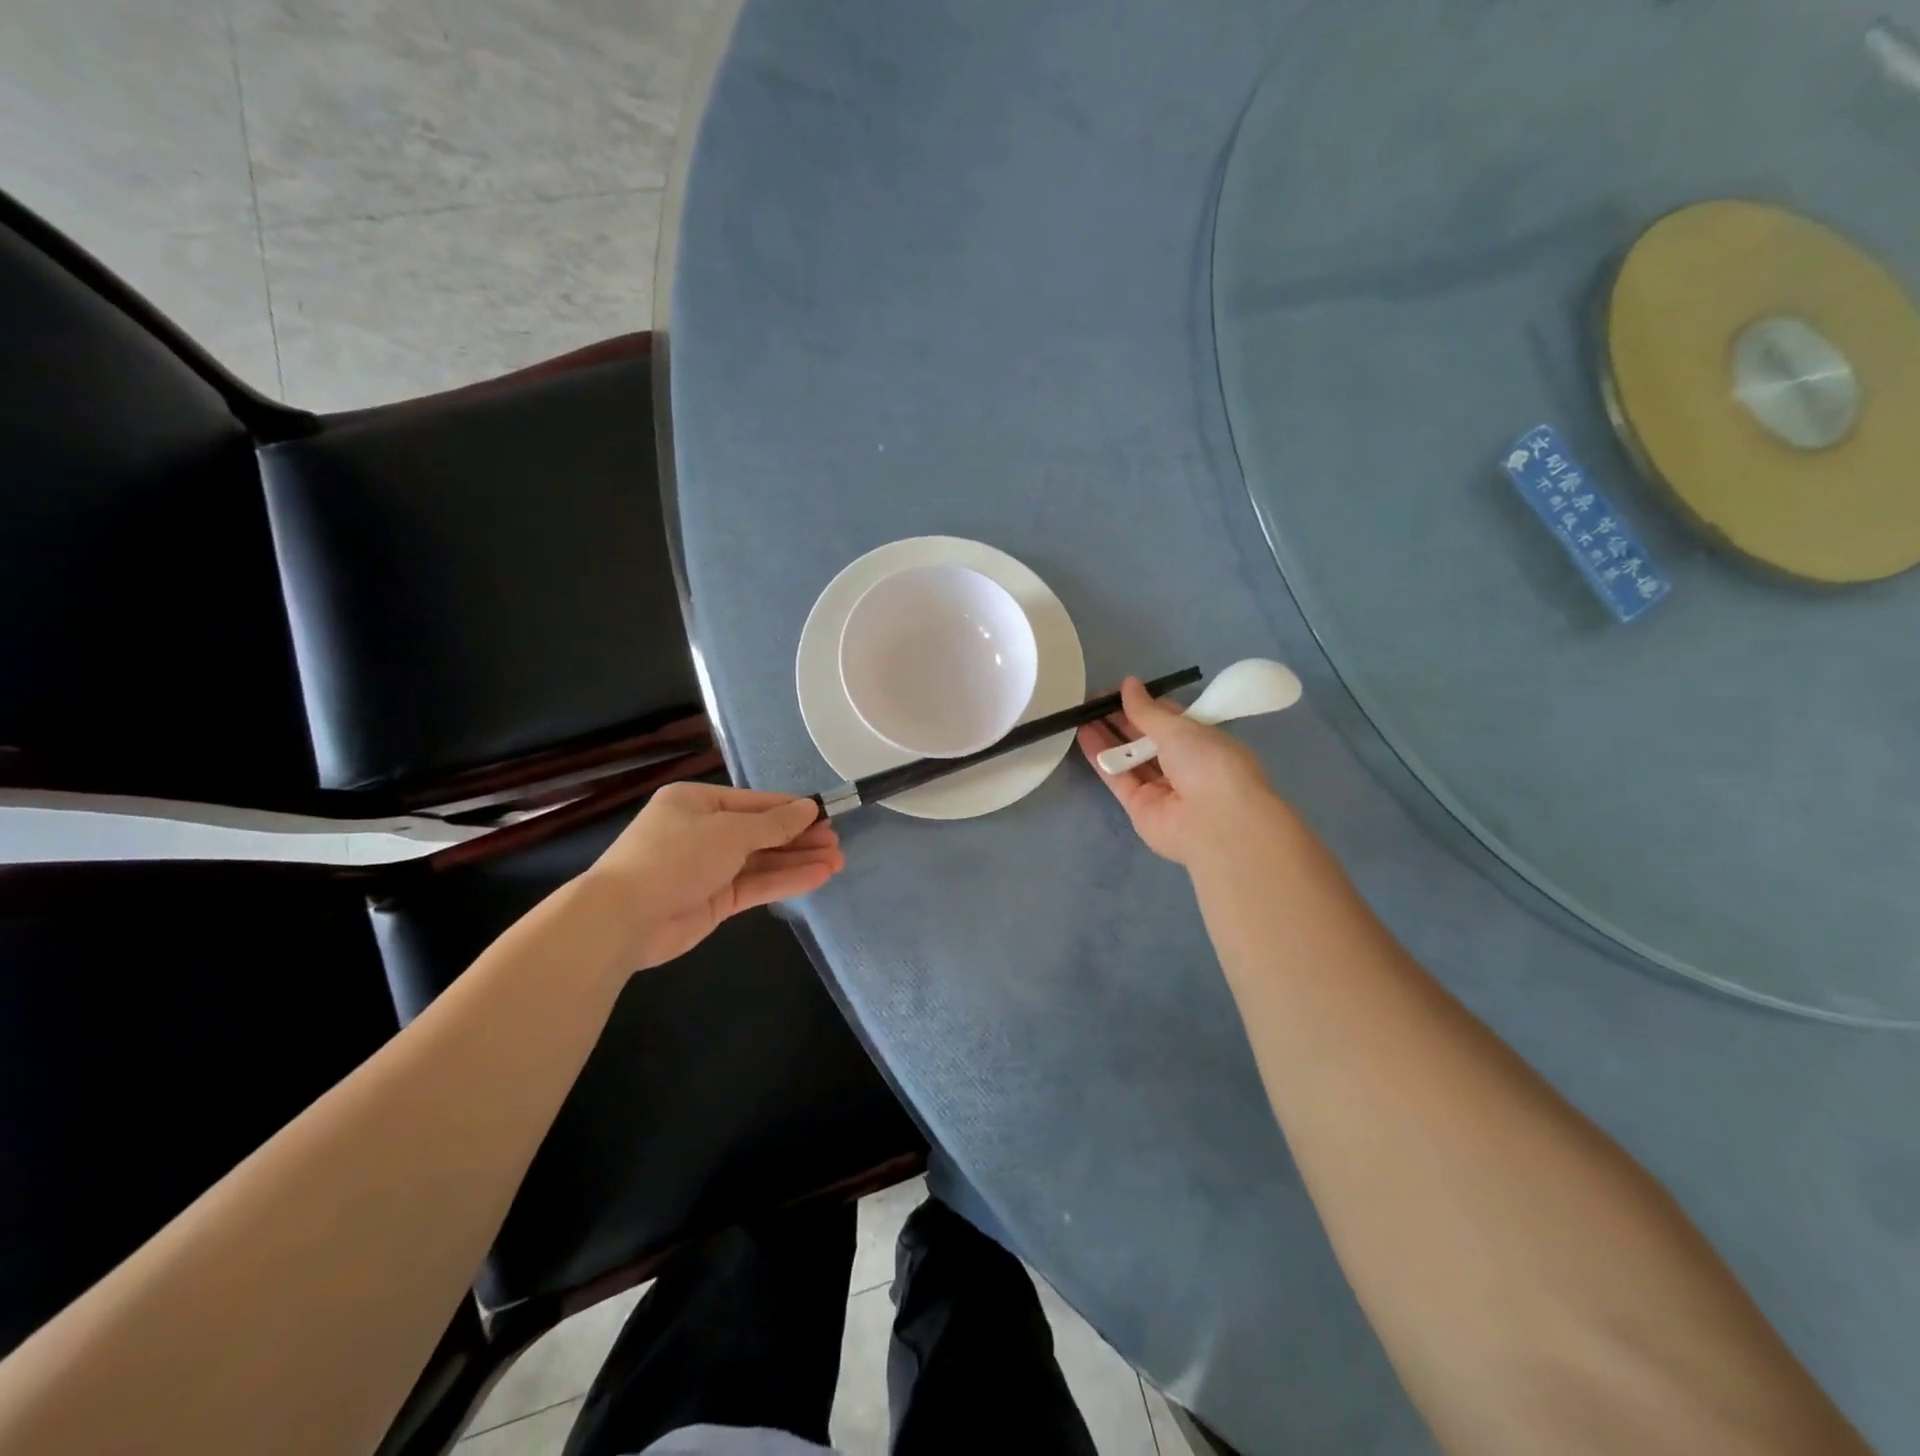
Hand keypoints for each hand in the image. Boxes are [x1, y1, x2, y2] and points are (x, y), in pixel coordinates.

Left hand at [580, 782, 844, 969]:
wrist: (624, 918)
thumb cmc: (675, 857)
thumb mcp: (729, 832)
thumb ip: (773, 824)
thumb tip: (809, 807)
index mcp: (697, 803)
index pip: (755, 802)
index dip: (791, 809)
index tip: (826, 814)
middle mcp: (703, 832)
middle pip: (761, 832)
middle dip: (799, 838)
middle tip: (836, 842)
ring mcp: (709, 868)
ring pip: (762, 861)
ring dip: (798, 860)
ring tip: (837, 860)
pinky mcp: (715, 901)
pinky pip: (756, 885)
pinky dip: (786, 881)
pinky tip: (817, 877)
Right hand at [1077, 676, 1289, 867]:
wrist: (1214, 823)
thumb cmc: (1208, 764)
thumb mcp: (1179, 727)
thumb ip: (1146, 710)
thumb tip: (1128, 683)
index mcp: (1203, 742)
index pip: (1169, 718)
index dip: (1144, 703)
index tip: (1119, 690)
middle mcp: (1183, 765)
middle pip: (1146, 738)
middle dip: (1121, 718)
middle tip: (1093, 701)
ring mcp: (1160, 788)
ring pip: (1129, 757)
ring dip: (1106, 735)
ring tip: (1081, 713)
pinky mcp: (1138, 806)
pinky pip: (1117, 777)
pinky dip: (1100, 756)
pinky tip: (1082, 733)